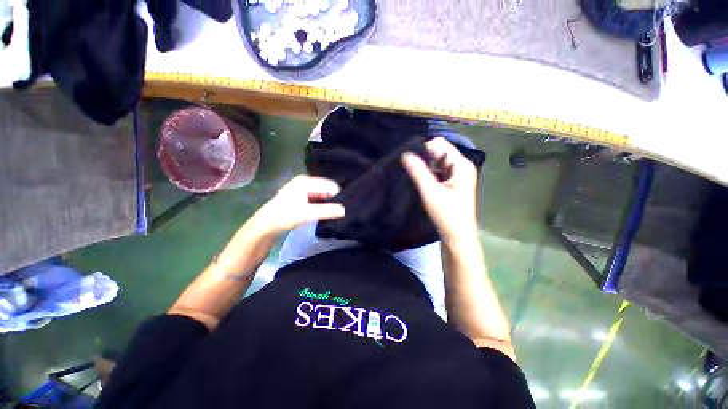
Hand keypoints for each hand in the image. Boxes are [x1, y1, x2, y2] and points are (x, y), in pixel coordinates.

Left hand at [254, 175, 345, 235]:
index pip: (330, 185)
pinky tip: (325, 212)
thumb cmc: (284, 216)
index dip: (338, 196)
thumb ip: (327, 211)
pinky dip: (323, 204)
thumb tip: (345, 210)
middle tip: (340, 212)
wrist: (266, 225)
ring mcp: (304, 188)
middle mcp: (306, 181)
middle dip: (334, 199)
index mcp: (306, 181)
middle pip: (327, 188)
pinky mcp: (303, 196)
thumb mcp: (307, 214)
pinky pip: (319, 198)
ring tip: (334, 213)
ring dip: (329, 203)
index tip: (343, 208)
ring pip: (324, 194)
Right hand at [402, 138, 478, 240]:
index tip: (410, 161)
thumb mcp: (431, 192)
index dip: (423, 149)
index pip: (440, 144)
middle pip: (440, 152)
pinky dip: (429, 173)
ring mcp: (458, 175)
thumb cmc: (447, 215)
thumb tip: (405, 154)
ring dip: (425, 166)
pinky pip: (439, 171)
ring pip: (438, 162)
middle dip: (424, 157)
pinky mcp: (453, 183)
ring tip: (413, 174)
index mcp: (461, 165)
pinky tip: (421, 180)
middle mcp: (461, 166)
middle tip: (410, 168)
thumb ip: (418, 172)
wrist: (457, 236)